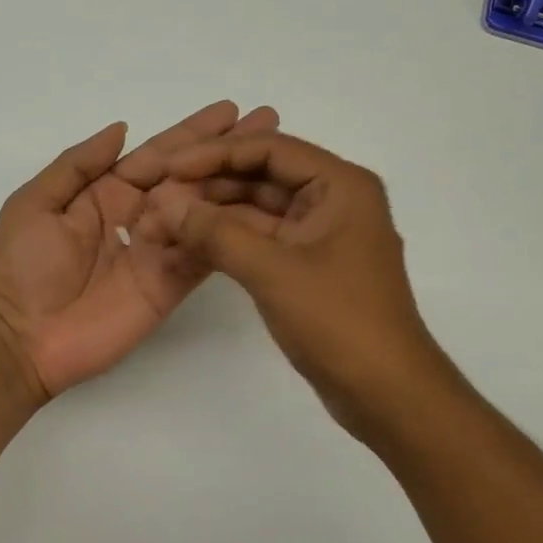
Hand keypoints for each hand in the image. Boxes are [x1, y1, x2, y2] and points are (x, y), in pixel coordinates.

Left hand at [0, 101, 279, 400]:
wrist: (22, 339)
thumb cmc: (21, 267)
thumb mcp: (35, 204)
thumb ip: (77, 165)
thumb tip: (122, 128)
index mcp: (106, 193)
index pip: (157, 155)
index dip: (193, 133)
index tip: (230, 110)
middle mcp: (140, 216)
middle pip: (190, 177)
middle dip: (227, 150)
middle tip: (268, 121)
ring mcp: (159, 251)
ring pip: (204, 211)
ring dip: (239, 185)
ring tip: (276, 161)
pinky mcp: (170, 285)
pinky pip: (203, 253)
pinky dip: (230, 233)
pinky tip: (264, 211)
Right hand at [142, 133, 443, 432]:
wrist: (386, 393)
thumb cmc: (339, 321)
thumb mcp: (273, 271)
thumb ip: (216, 233)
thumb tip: (166, 205)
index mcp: (340, 185)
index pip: (269, 149)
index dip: (215, 154)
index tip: (169, 168)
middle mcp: (333, 201)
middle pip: (261, 177)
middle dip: (208, 188)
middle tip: (156, 200)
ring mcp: (320, 236)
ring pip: (256, 212)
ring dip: (212, 218)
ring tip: (160, 226)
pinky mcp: (308, 268)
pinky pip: (261, 242)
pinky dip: (226, 245)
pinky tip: (185, 249)